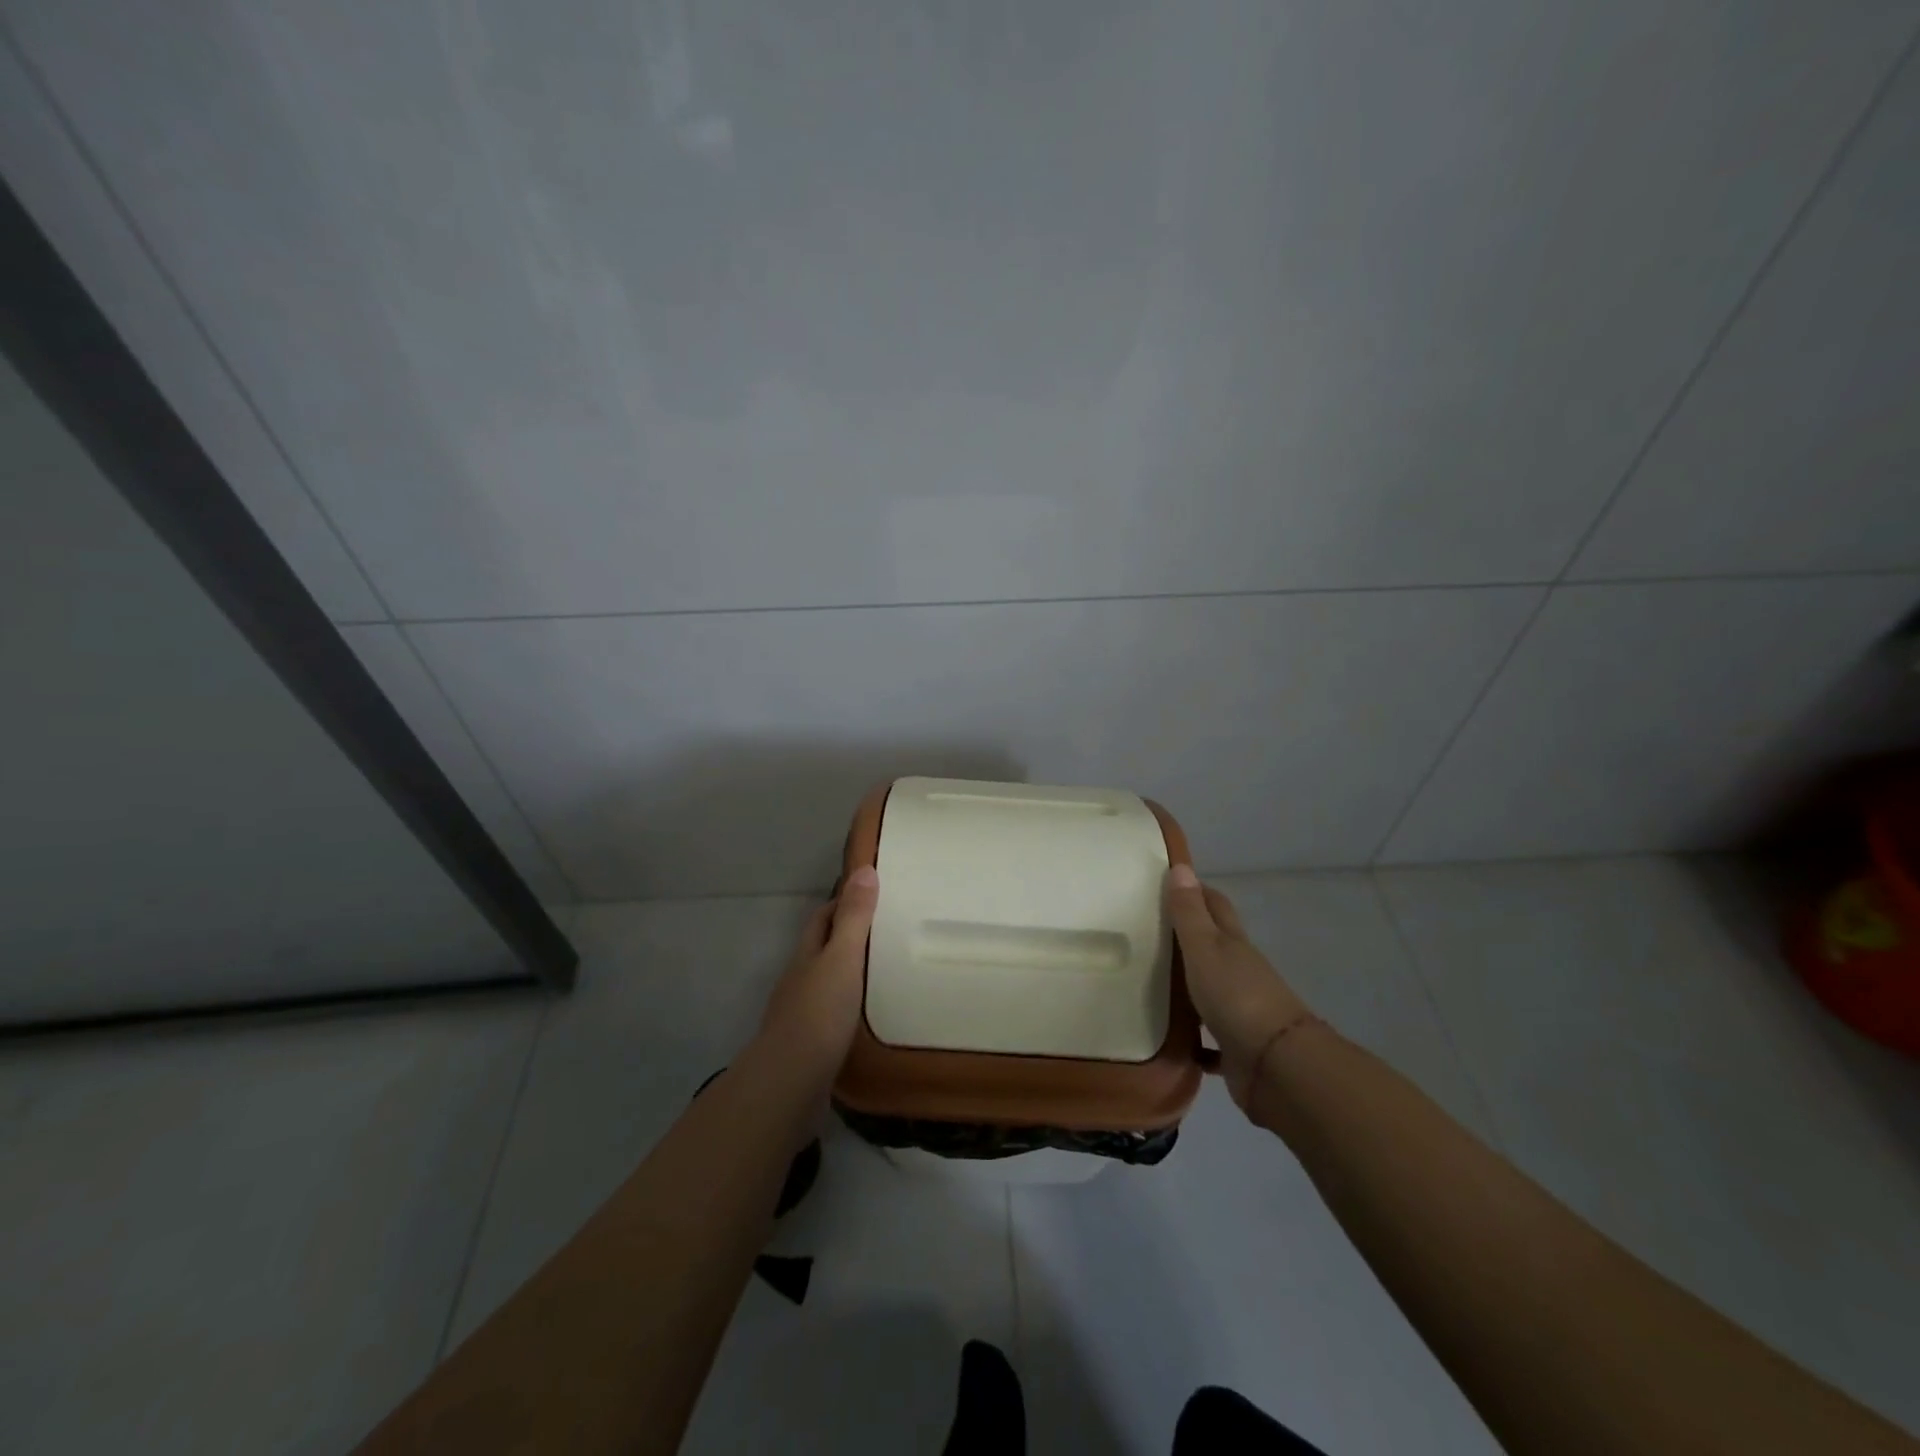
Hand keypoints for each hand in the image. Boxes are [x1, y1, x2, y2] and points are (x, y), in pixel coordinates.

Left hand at [758, 866, 879, 1065]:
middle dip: (845, 937)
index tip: (871, 895)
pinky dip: (849, 1008)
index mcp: (807, 956)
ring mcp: (800, 1016)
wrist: (789, 1084)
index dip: (842, 903)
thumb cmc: (819, 1014)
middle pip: (821, 950)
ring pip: (826, 984)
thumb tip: (864, 868)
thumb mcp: (843, 958)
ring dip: (848, 975)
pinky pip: (831, 1017)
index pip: (822, 918)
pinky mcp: (808, 1048)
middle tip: (885, 932)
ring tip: (885, 972)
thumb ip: (855, 918)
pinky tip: (868, 1016)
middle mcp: (799, 981)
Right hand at [1166, 864, 1314, 1110]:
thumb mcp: (1205, 947)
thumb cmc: (1236, 995)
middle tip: (1147, 932)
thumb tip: (1181, 865)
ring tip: (1148, 983)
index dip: (1196, 892)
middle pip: (1214, 946)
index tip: (1168, 882)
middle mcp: (1239, 972)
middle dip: (1187, 937)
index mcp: (1233, 944)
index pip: (1215, 906)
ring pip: (1210, 991)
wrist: (1276, 1065)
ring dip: (1188, 987)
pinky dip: (1194, 1038)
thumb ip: (1190, 912)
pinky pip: (1209, 1040)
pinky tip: (1171, 1038)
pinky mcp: (1236, 1047)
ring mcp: (1241, 1010)